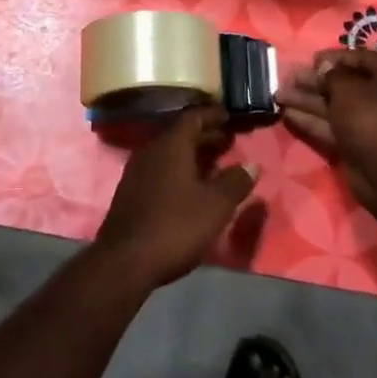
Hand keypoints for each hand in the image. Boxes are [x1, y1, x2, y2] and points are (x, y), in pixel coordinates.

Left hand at [93, 107, 257, 289]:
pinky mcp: (131, 193)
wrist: (125, 262)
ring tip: (216, 165)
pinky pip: (160, 170)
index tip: (230, 116)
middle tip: (229, 141)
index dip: (213, 115)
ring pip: (170, 154)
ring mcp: (137, 172)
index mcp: (171, 145)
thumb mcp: (215, 205)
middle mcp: (151, 151)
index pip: (193, 117)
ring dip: (193, 156)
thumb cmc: (175, 226)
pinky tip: (192, 188)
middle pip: (181, 135)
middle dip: (206, 136)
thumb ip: (235, 182)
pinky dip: (180, 171)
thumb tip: (251, 165)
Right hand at [277, 50, 376, 212]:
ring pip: (334, 105)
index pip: (361, 58)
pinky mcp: (356, 143)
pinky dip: (311, 120)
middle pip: (344, 83)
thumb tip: (324, 67)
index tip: (311, 60)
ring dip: (307, 99)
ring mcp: (369, 122)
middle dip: (315, 80)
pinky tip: (287, 113)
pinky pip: (332, 126)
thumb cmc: (373, 119)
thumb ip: (332, 75)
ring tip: (278, 94)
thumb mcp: (349, 89)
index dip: (335, 57)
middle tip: (289, 77)